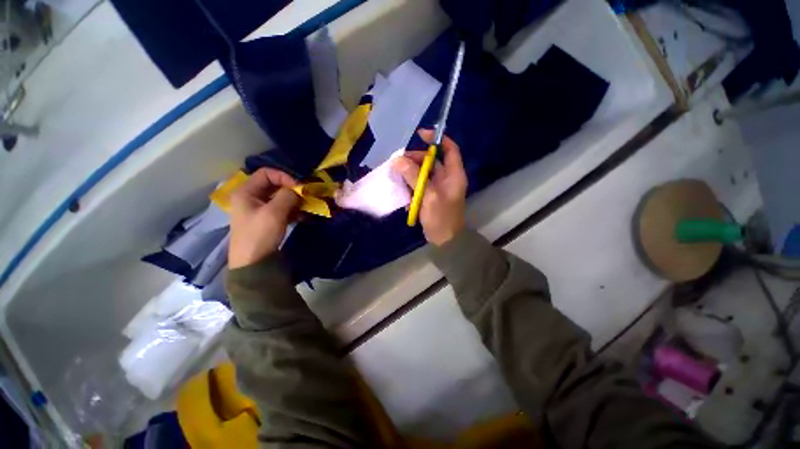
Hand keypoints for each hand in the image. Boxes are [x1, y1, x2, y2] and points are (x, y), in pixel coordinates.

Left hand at [228, 168, 299, 268]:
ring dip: (294, 201)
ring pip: (279, 197)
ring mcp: (259, 209)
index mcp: (246, 191)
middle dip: (291, 190)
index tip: (298, 188)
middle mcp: (251, 197)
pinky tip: (302, 216)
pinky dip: (292, 210)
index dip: (284, 177)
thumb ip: (287, 196)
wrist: (253, 262)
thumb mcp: (274, 212)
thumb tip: (298, 189)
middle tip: (305, 198)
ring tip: (305, 208)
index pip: (266, 173)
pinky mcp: (267, 219)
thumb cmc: (260, 234)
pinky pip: (281, 209)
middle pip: (274, 185)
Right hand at [393, 129, 467, 245]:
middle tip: (399, 162)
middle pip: (432, 160)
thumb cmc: (441, 217)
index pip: (450, 149)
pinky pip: (419, 184)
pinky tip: (405, 195)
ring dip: (411, 174)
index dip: (437, 139)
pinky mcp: (430, 196)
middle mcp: (447, 178)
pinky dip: (411, 186)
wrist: (444, 240)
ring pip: (423, 172)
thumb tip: (398, 160)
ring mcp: (438, 187)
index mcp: (454, 174)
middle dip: (416, 159)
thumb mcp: (428, 195)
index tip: (420, 134)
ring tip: (398, 177)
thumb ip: (414, 177)